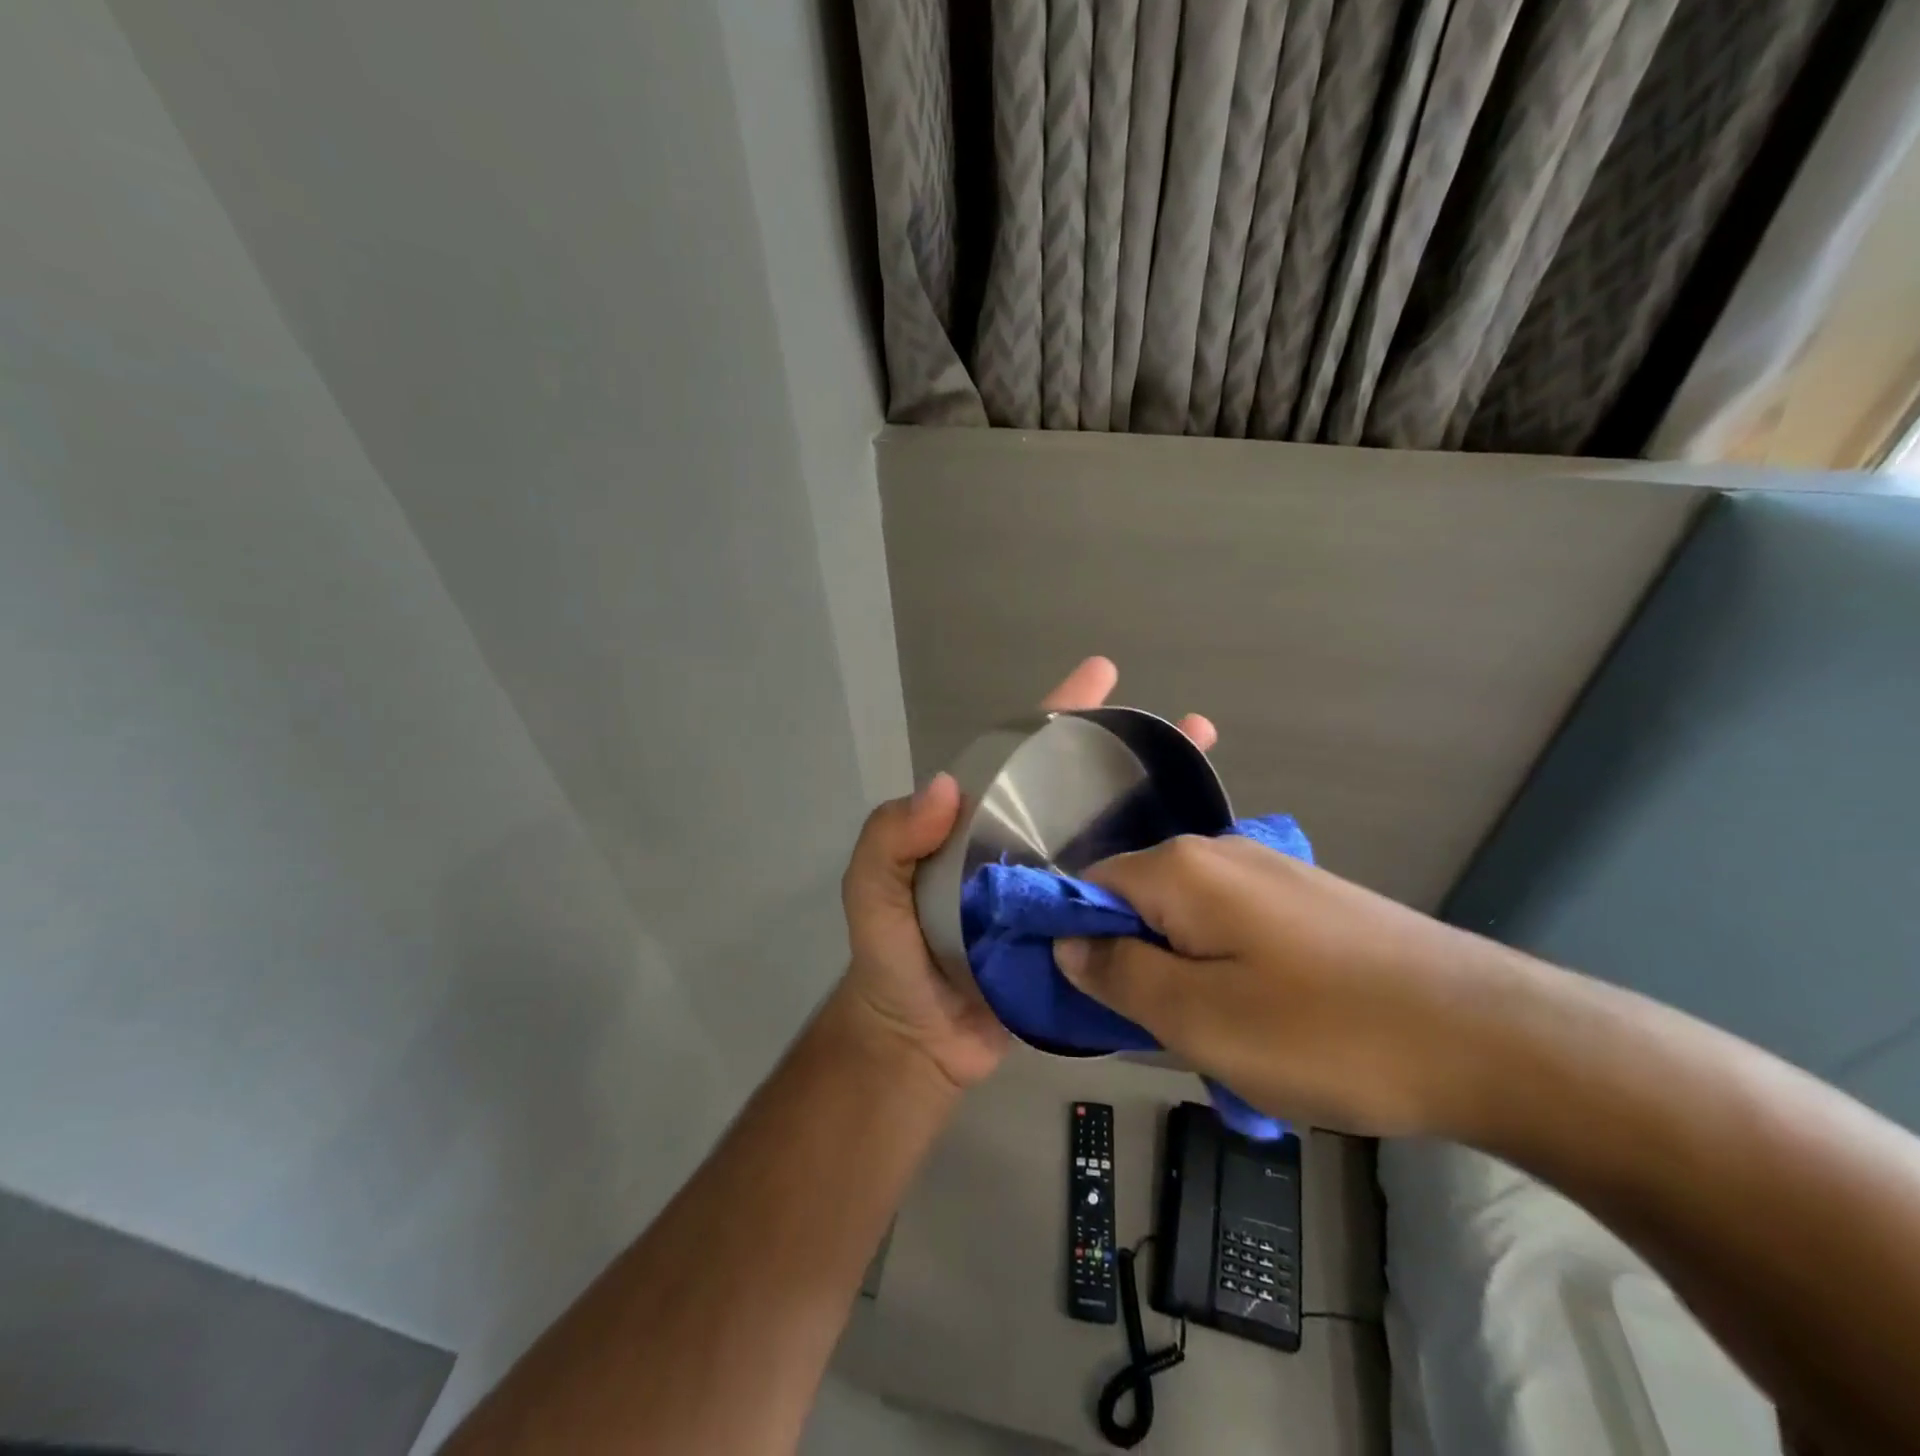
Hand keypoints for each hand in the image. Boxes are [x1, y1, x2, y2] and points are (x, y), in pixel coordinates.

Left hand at [838, 656, 1217, 1089]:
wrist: (920, 1043)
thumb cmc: (891, 961)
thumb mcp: (870, 892)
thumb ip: (889, 840)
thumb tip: (944, 786)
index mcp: (979, 826)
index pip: (1021, 757)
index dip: (1060, 713)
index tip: (1103, 674)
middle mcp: (1023, 847)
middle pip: (1080, 789)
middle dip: (1129, 752)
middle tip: (1189, 728)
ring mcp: (1056, 891)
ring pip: (1112, 838)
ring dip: (1157, 808)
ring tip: (1209, 778)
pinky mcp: (1081, 936)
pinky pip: (1122, 896)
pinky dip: (1158, 877)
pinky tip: (1203, 863)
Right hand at [1053, 835, 1501, 1135]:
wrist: (1489, 1036)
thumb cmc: (1325, 1032)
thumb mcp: (1197, 1019)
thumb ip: (1118, 973)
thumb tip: (1067, 942)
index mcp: (1181, 867)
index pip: (1088, 884)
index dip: (1075, 938)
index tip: (1090, 1000)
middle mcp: (1220, 850)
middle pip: (1139, 900)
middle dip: (1136, 963)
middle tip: (1165, 1033)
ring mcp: (1271, 870)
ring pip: (1189, 919)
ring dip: (1186, 975)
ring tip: (1226, 1039)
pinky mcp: (1309, 898)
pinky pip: (1236, 927)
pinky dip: (1231, 971)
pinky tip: (1272, 1020)